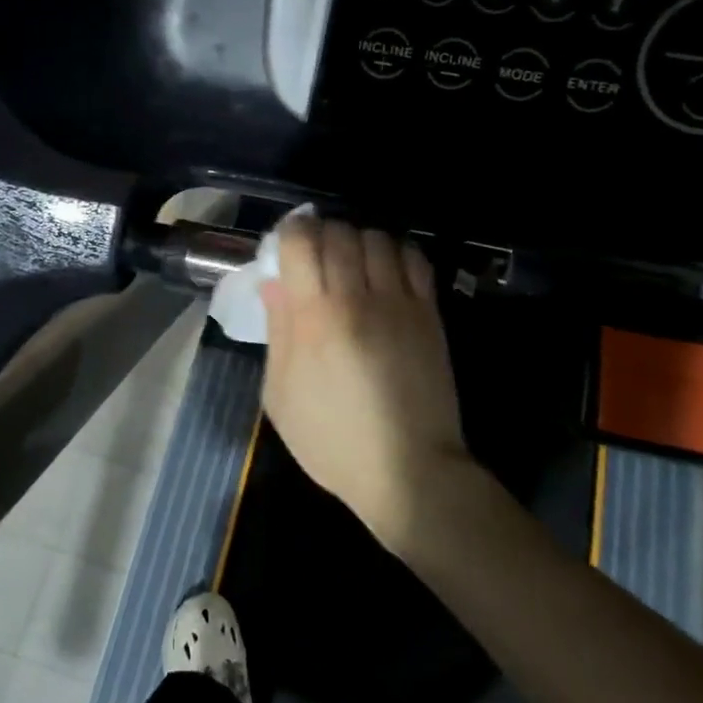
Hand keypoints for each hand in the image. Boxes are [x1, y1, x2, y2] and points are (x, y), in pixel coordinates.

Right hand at [259, 216, 468, 544]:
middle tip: (316, 255)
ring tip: (351, 263)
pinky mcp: (429, 313)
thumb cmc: (332, 440)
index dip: (290, 232)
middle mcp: (356, 299)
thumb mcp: (280, 395)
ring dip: (358, 240)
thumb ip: (277, 332)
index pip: (301, 242)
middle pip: (338, 233)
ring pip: (377, 238)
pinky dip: (395, 252)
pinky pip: (413, 259)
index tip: (286, 244)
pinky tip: (385, 271)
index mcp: (314, 319)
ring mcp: (398, 303)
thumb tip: (273, 283)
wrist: (408, 470)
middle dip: (321, 234)